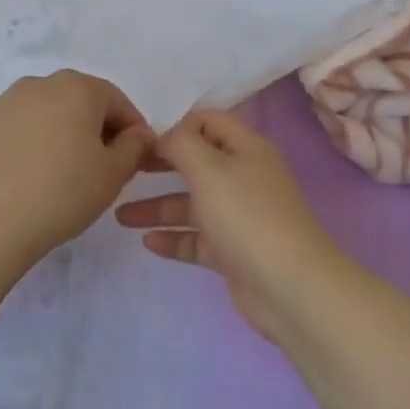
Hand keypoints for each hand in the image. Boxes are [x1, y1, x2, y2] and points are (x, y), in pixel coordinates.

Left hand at [0, 70, 153, 276]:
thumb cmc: (61, 194)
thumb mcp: (113, 174)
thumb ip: (134, 147)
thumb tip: (137, 134)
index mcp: (75, 87)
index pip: (117, 102)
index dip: (132, 131)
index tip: (136, 160)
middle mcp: (37, 85)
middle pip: (79, 103)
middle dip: (96, 131)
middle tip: (102, 169)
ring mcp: (2, 104)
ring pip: (46, 115)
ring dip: (62, 137)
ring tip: (64, 176)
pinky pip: (18, 131)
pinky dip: (31, 146)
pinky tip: (30, 179)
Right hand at [115, 110, 346, 340]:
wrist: (289, 286)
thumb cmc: (246, 216)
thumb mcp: (209, 168)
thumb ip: (181, 144)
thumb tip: (166, 136)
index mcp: (246, 149)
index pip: (208, 122)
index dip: (176, 127)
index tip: (141, 141)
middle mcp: (244, 178)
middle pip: (197, 163)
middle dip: (161, 166)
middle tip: (126, 171)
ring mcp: (240, 217)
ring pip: (192, 205)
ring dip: (157, 207)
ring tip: (120, 216)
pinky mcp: (233, 251)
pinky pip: (197, 238)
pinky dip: (173, 238)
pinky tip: (147, 242)